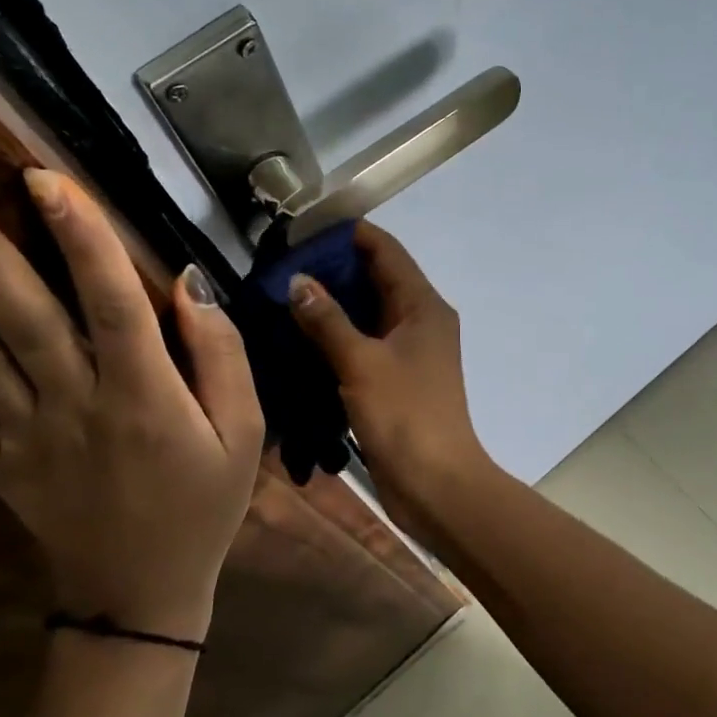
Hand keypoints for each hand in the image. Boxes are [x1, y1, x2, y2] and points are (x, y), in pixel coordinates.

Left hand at [0, 171, 263, 641]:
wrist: (143, 592)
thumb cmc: (204, 503)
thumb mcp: (244, 431)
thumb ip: (222, 355)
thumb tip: (188, 283)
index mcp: (145, 395)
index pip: (113, 304)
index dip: (83, 240)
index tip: (46, 179)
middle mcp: (78, 406)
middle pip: (24, 321)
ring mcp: (26, 437)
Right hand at [286, 223, 489, 508]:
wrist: (436, 484)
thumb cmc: (404, 416)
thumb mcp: (361, 362)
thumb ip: (327, 320)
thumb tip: (298, 280)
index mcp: (423, 305)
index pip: (385, 250)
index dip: (347, 234)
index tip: (302, 231)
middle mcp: (420, 320)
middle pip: (376, 278)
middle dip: (332, 270)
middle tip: (280, 268)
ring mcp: (410, 351)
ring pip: (368, 313)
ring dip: (332, 305)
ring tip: (282, 298)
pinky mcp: (397, 379)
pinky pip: (364, 344)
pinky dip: (337, 337)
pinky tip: (299, 339)